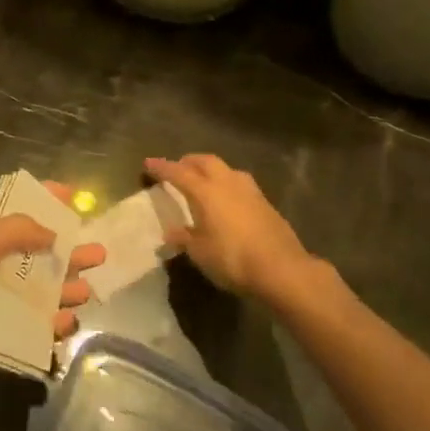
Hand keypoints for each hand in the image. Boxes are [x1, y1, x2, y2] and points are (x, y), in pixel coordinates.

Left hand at [0, 181, 101, 386]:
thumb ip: (20, 230)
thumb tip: (52, 233)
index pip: (16, 208)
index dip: (42, 199)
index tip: (72, 195)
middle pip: (39, 252)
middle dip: (69, 251)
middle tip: (99, 252)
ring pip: (42, 291)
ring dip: (66, 288)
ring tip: (88, 289)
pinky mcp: (2, 331)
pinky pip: (35, 325)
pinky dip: (53, 323)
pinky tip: (68, 320)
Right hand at [145, 154, 335, 303]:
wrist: (282, 269)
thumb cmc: (233, 259)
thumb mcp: (200, 252)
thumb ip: (184, 238)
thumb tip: (170, 232)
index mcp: (206, 191)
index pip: (178, 173)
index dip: (162, 168)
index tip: (148, 163)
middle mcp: (227, 183)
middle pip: (205, 161)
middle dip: (189, 161)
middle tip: (178, 167)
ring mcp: (250, 191)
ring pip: (226, 169)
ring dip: (212, 170)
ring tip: (204, 180)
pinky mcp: (266, 203)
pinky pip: (240, 184)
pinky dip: (227, 184)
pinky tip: (227, 199)